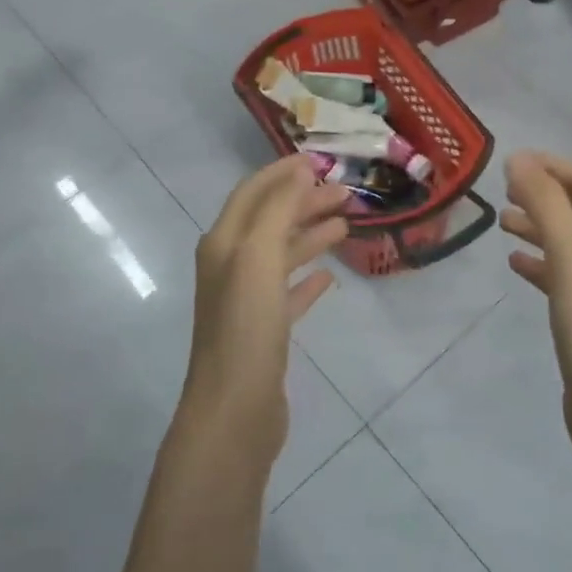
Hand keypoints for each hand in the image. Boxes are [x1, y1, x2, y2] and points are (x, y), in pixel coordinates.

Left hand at [187, 157, 349, 446]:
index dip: (283, 173)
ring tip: (346, 225)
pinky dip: (307, 279)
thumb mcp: (258, 257)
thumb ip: (278, 210)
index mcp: (224, 244)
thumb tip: (299, 171)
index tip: (320, 160)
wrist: (234, 411)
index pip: (253, 193)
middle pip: (270, 221)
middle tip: (346, 194)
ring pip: (282, 255)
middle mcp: (231, 266)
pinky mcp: (264, 331)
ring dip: (310, 235)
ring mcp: (247, 301)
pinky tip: (329, 277)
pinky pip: (288, 294)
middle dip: (304, 202)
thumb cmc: (246, 327)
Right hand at [501, 152, 571, 462]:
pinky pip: (561, 275)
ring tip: (502, 223)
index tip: (510, 163)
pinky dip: (538, 262)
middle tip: (503, 192)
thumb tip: (519, 159)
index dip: (551, 166)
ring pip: (568, 241)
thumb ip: (545, 202)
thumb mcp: (570, 252)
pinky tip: (515, 264)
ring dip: (537, 225)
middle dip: (542, 194)